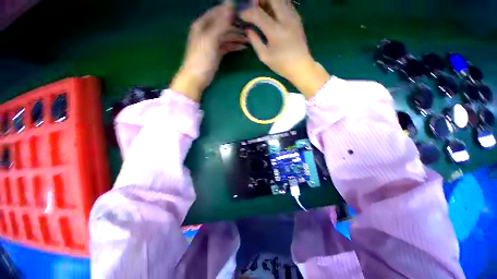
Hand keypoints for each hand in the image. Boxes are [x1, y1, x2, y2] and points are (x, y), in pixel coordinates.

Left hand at [171, 3, 247, 101]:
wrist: (196, 78)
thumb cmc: (201, 58)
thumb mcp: (210, 38)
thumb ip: (220, 23)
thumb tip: (231, 4)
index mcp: (202, 24)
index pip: (217, 12)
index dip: (229, 11)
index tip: (243, 12)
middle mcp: (207, 31)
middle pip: (223, 24)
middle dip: (236, 25)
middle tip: (249, 27)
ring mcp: (212, 43)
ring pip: (226, 36)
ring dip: (237, 37)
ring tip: (249, 39)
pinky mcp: (217, 53)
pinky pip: (227, 46)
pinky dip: (234, 46)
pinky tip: (243, 47)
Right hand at [240, 0, 329, 98]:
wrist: (301, 66)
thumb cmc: (282, 65)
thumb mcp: (265, 57)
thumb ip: (255, 41)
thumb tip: (248, 30)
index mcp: (275, 31)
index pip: (257, 13)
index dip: (247, 12)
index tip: (241, 16)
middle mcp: (285, 19)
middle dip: (259, 0)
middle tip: (253, 8)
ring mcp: (293, 16)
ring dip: (268, 1)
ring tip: (261, 10)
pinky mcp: (297, 17)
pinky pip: (286, 3)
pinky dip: (276, 4)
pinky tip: (272, 14)